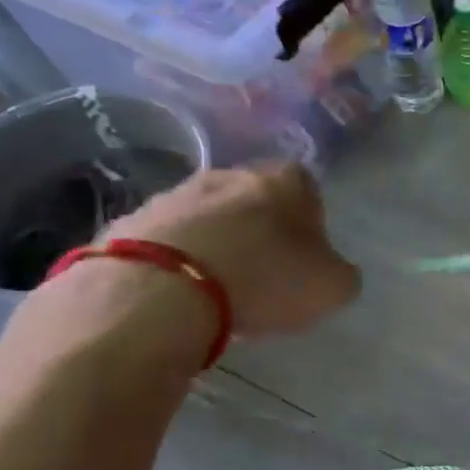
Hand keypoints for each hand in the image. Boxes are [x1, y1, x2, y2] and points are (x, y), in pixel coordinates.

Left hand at [105, 163, 359, 336]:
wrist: (158, 292)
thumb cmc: (262, 279)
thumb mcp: (331, 287)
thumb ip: (341, 274)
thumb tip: (333, 270)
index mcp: (282, 181)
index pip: (305, 187)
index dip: (309, 220)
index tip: (306, 253)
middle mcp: (228, 174)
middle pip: (252, 198)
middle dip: (259, 228)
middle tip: (265, 271)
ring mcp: (172, 195)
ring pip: (206, 216)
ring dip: (215, 243)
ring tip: (218, 290)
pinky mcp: (128, 223)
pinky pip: (165, 240)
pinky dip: (175, 260)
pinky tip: (179, 295)